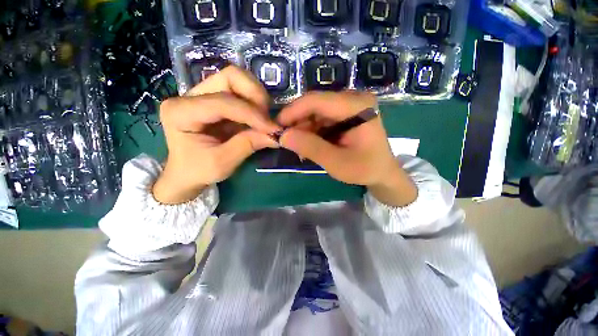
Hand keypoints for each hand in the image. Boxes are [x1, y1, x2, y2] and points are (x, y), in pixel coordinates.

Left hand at [153, 66, 279, 203]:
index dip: (252, 114)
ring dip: (257, 98)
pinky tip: (259, 120)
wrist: (186, 173)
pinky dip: (255, 104)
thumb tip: (275, 135)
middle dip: (256, 96)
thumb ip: (248, 145)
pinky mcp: (214, 100)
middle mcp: (189, 95)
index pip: (223, 102)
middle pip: (230, 77)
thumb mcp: (222, 163)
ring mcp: (202, 95)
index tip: (273, 129)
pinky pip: (240, 93)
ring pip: (237, 80)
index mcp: (181, 111)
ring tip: (264, 120)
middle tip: (268, 118)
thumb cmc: (198, 171)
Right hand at [277, 91, 416, 206]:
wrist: (382, 172)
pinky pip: (320, 119)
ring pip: (315, 112)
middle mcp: (353, 99)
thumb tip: (283, 136)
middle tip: (286, 141)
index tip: (277, 127)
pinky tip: (308, 144)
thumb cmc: (365, 169)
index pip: (317, 100)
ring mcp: (348, 106)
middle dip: (297, 123)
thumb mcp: (337, 163)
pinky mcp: (344, 115)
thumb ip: (311, 148)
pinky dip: (310, 131)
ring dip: (303, 129)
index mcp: (357, 106)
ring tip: (298, 146)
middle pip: (315, 105)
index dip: (293, 112)